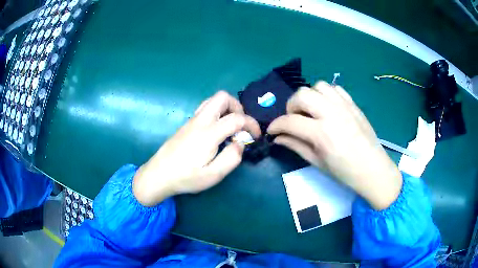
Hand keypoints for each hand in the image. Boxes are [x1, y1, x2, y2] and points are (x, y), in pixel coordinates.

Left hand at [133, 91, 260, 206]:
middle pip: (222, 97)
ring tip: (230, 127)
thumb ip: (232, 157)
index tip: (256, 136)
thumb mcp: (213, 175)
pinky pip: (205, 109)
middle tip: (241, 126)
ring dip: (226, 108)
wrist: (158, 175)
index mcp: (209, 133)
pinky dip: (217, 113)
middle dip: (238, 107)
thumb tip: (240, 143)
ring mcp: (191, 121)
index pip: (237, 118)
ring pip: (212, 100)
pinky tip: (216, 132)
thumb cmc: (186, 177)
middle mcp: (200, 121)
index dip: (251, 124)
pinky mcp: (186, 124)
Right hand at [267, 82, 401, 209]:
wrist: (373, 168)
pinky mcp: (353, 104)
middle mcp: (332, 113)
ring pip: (318, 86)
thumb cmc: (345, 172)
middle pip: (302, 95)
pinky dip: (326, 94)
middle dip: (291, 106)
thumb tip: (277, 138)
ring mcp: (344, 106)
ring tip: (311, 111)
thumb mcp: (317, 162)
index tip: (272, 131)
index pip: (290, 121)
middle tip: (294, 119)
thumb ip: (295, 146)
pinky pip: (335, 88)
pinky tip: (327, 107)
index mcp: (322, 133)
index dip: (276, 125)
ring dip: (309, 97)